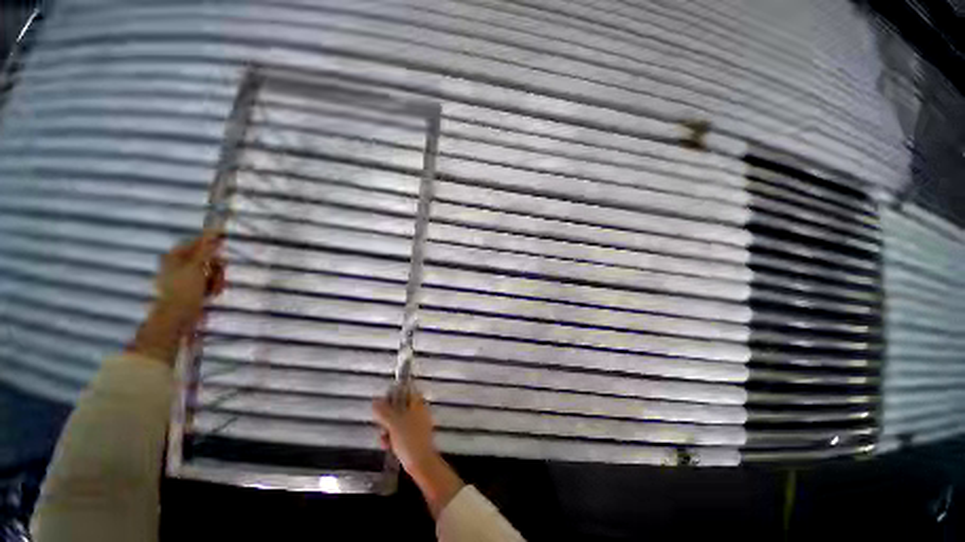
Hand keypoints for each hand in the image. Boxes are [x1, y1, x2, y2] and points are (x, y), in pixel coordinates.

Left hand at [129, 230, 224, 365]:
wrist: (178, 315)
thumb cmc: (184, 288)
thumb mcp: (196, 266)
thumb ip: (206, 250)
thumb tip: (214, 235)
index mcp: (175, 256)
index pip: (196, 242)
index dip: (210, 242)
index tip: (223, 242)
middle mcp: (179, 265)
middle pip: (206, 258)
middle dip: (216, 266)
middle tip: (219, 273)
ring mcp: (186, 277)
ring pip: (210, 271)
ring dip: (216, 278)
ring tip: (214, 288)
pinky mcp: (192, 288)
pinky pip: (208, 282)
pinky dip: (213, 286)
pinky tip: (211, 293)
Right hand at [372, 390, 438, 476]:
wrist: (420, 462)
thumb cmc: (409, 438)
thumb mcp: (394, 423)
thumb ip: (384, 411)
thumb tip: (375, 401)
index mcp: (417, 403)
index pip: (405, 391)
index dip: (394, 394)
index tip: (383, 402)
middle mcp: (418, 411)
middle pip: (399, 407)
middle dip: (387, 416)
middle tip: (381, 424)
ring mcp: (416, 424)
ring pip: (398, 421)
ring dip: (388, 429)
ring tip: (383, 438)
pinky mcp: (413, 436)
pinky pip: (400, 432)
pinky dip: (392, 437)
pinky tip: (386, 445)